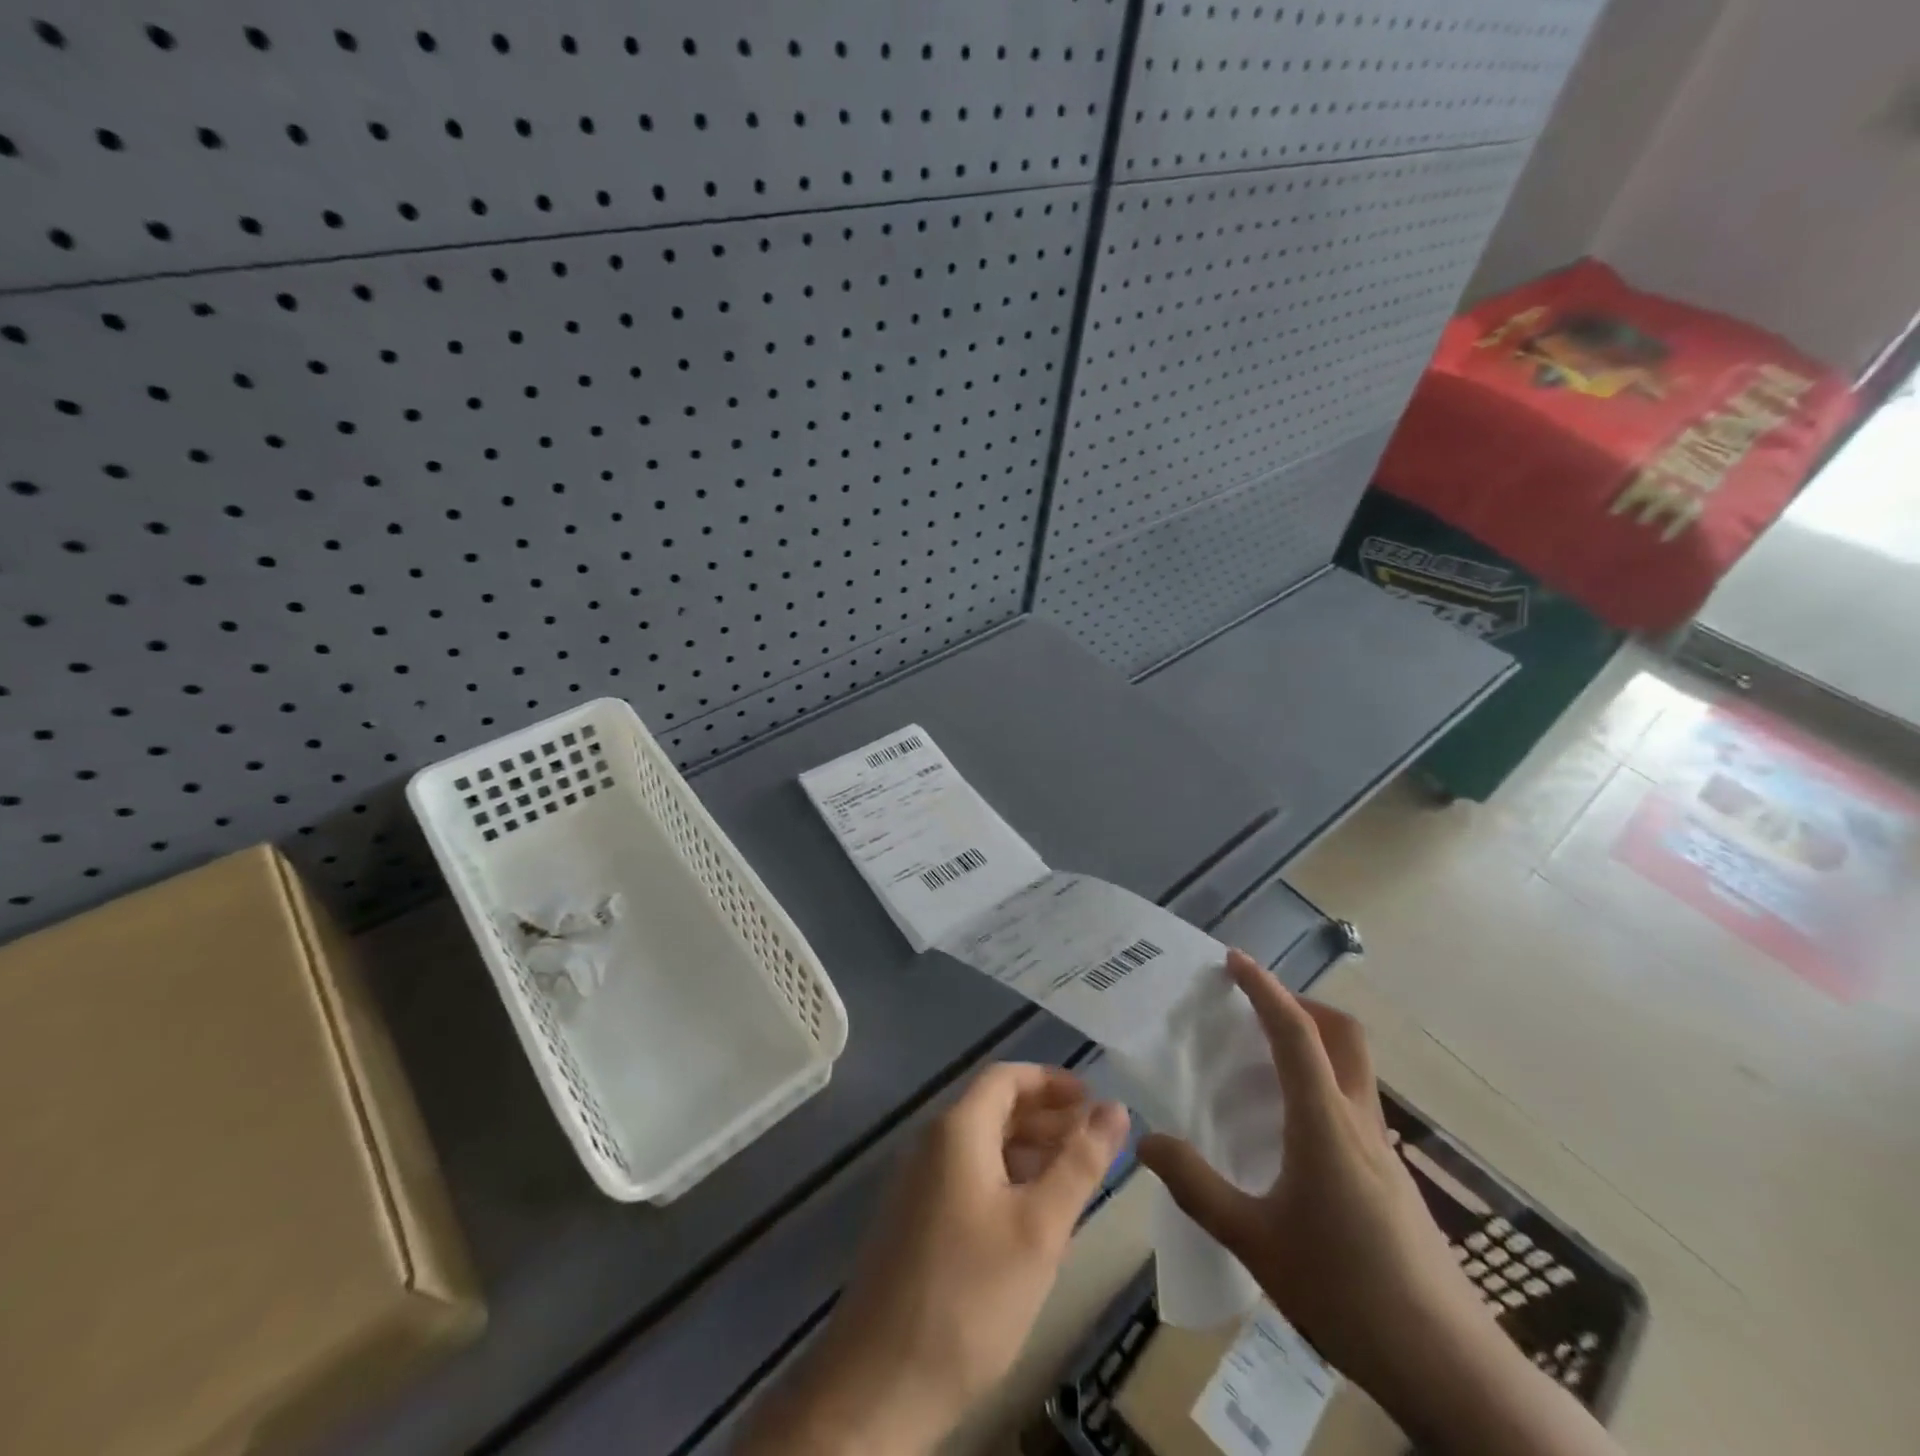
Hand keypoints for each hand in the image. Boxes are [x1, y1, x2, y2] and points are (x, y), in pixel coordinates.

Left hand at [744, 1063, 1128, 1455]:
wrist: (880, 1385)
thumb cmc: (970, 1296)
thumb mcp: (1040, 1228)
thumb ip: (1080, 1163)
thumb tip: (1115, 1108)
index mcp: (956, 1130)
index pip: (1005, 1077)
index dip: (1051, 1081)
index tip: (1093, 1101)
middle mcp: (931, 1144)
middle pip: (993, 1108)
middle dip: (1045, 1117)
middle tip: (1094, 1141)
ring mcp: (918, 1184)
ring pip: (981, 1146)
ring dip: (1028, 1151)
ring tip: (1074, 1178)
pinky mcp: (914, 1221)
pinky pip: (966, 1178)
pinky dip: (1005, 1180)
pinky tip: (1033, 1219)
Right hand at [1138, 952, 1485, 1394]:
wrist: (1452, 1369)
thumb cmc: (1348, 1294)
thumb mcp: (1256, 1243)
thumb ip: (1198, 1188)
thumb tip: (1147, 1142)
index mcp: (1325, 1123)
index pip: (1295, 1033)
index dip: (1264, 988)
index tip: (1234, 960)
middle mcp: (1358, 1122)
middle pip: (1343, 1034)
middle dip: (1301, 1003)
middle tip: (1255, 1005)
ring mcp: (1384, 1150)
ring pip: (1353, 1067)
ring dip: (1313, 1042)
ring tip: (1262, 1062)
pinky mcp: (1393, 1178)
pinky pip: (1353, 1103)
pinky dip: (1321, 1085)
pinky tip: (1291, 1131)